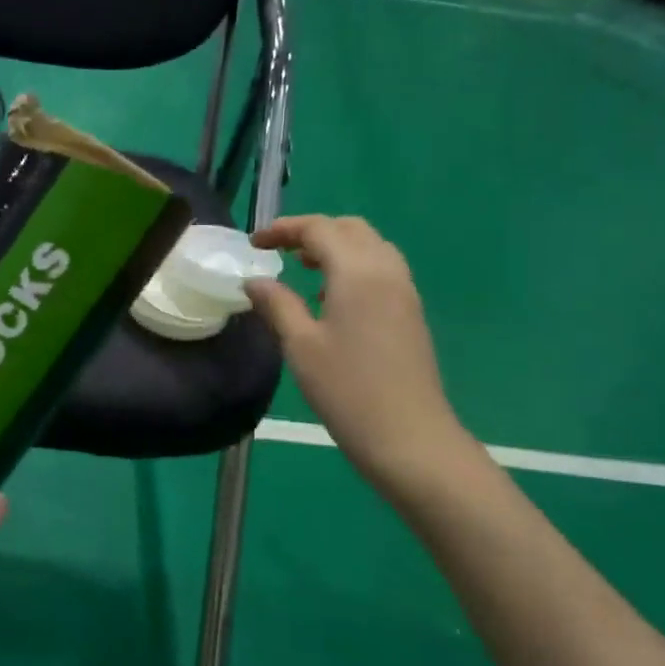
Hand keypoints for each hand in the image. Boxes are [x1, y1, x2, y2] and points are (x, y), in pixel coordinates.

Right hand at [247, 215, 468, 485]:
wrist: (409, 436)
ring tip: (303, 269)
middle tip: (279, 251)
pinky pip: (381, 269)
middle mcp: (386, 270)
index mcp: (357, 271)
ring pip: (370, 247)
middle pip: (350, 229)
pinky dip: (353, 266)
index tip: (254, 243)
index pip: (319, 229)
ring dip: (335, 247)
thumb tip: (254, 281)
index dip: (283, 229)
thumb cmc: (347, 389)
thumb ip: (277, 304)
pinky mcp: (410, 313)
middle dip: (313, 232)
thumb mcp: (300, 345)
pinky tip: (331, 298)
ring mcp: (404, 292)